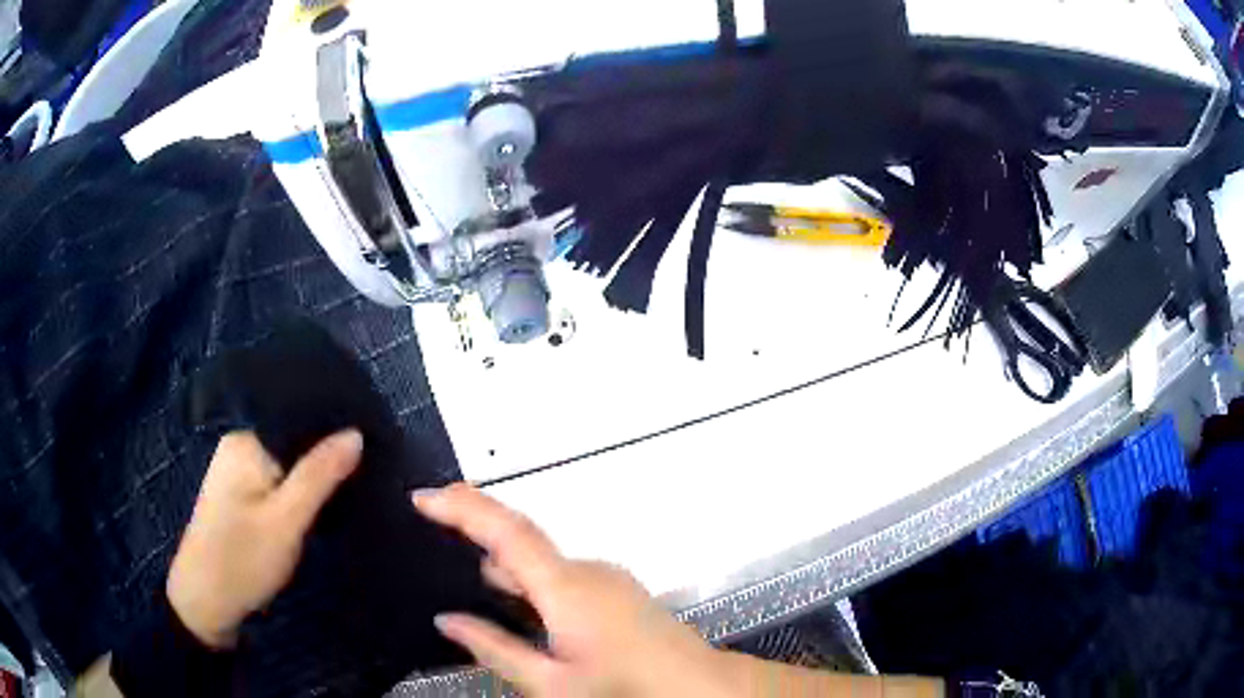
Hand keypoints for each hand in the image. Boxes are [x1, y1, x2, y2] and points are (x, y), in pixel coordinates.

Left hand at [167, 430, 361, 648]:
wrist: (205, 603)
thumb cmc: (243, 560)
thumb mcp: (286, 521)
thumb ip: (319, 476)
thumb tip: (356, 433)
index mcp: (246, 441)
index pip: (298, 422)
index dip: (333, 436)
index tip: (372, 451)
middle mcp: (239, 446)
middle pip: (292, 443)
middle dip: (324, 461)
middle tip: (365, 478)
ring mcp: (236, 471)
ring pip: (286, 466)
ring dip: (312, 481)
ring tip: (349, 490)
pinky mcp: (238, 494)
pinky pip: (276, 482)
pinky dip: (297, 494)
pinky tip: (317, 507)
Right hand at [413, 484, 732, 696]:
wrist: (698, 688)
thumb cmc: (625, 688)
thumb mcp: (551, 683)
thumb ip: (495, 649)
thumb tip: (447, 621)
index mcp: (566, 588)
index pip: (505, 531)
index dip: (461, 507)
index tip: (422, 497)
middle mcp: (588, 571)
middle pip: (522, 543)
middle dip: (478, 539)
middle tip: (436, 542)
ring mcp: (608, 578)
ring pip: (543, 564)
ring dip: (508, 569)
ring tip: (479, 591)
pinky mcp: (618, 590)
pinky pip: (564, 576)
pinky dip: (534, 584)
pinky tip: (527, 614)